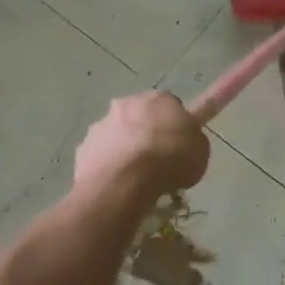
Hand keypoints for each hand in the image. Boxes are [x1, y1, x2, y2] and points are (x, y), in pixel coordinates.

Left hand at [74, 91, 209, 199]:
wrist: (125, 181)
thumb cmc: (170, 159)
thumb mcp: (200, 151)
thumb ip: (191, 142)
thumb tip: (185, 144)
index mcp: (160, 98)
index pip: (172, 106)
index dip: (176, 126)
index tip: (180, 145)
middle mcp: (128, 103)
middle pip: (141, 116)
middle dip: (148, 133)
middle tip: (159, 161)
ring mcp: (102, 125)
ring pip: (118, 135)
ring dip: (126, 150)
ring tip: (136, 180)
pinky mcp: (84, 149)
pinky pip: (101, 156)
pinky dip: (108, 167)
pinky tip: (117, 186)